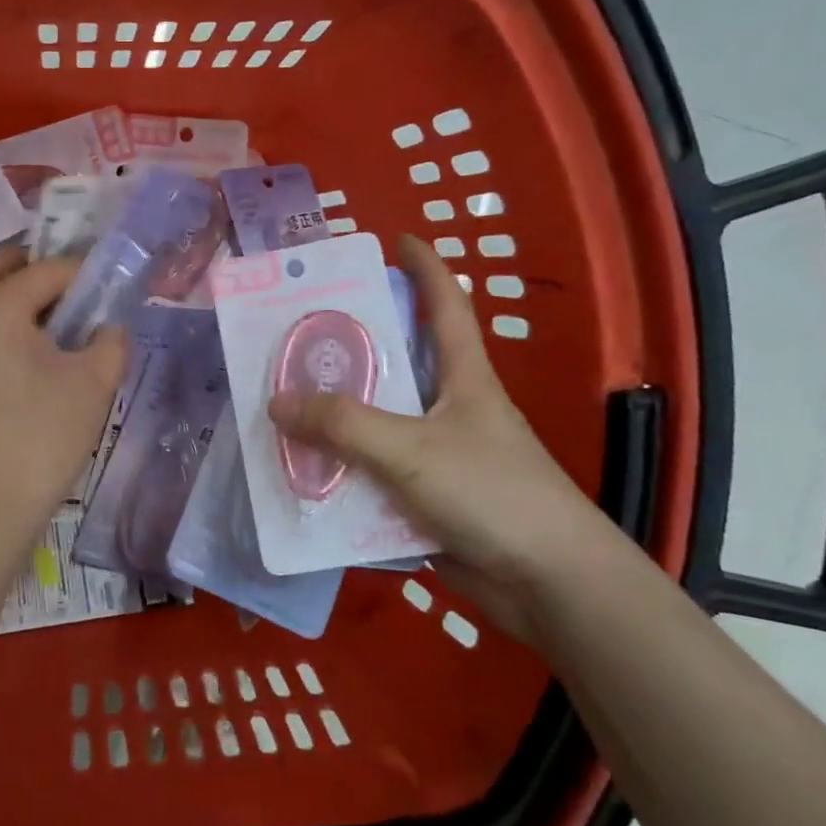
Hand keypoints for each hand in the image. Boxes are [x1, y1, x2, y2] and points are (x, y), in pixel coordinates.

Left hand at [0, 248, 127, 571]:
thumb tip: (107, 328)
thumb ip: (110, 342)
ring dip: (0, 293)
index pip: (42, 273)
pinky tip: (12, 354)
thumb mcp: (92, 386)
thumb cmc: (38, 442)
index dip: (79, 273)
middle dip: (26, 265)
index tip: (104, 282)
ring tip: (41, 316)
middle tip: (63, 280)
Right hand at [267, 234, 614, 637]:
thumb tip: (276, 402)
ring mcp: (438, 455)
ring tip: (283, 402)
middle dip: (352, 344)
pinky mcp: (426, 499)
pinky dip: (340, 473)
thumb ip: (343, 425)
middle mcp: (450, 408)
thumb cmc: (492, 494)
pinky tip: (302, 474)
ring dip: (335, 418)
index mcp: (463, 377)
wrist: (549, 586)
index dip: (424, 267)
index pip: (445, 305)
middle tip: (298, 330)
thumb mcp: (411, 449)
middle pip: (396, 363)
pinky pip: (372, 475)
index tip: (396, 238)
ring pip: (377, 424)